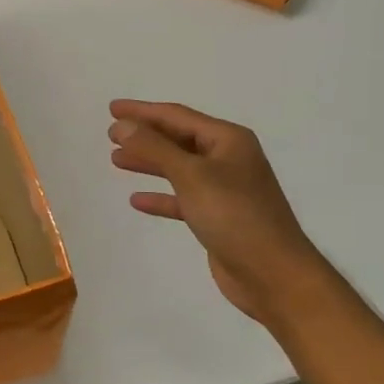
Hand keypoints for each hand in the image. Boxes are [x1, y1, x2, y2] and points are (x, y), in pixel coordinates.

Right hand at [108, 99, 338, 332]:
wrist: (273, 274)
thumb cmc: (234, 216)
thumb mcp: (191, 175)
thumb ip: (155, 148)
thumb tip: (122, 125)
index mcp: (228, 140)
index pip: (177, 116)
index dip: (142, 111)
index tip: (112, 108)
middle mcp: (228, 159)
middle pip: (178, 139)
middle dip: (145, 135)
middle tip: (110, 134)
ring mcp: (224, 189)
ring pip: (179, 168)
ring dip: (149, 162)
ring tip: (116, 160)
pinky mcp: (218, 218)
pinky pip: (183, 199)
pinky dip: (161, 197)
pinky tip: (137, 200)